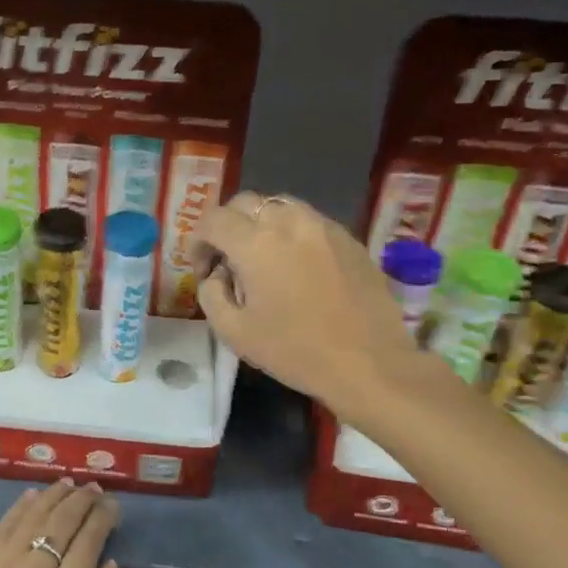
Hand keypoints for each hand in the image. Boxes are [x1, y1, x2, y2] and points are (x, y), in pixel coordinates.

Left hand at [0, 480, 120, 567]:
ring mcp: (3, 565)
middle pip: (62, 523)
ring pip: (34, 517)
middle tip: (95, 489)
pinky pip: (4, 526)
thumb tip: (112, 564)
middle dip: (82, 501)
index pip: (88, 543)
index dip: (102, 518)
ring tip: (70, 484)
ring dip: (54, 496)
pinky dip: (21, 507)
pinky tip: (34, 495)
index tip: (113, 505)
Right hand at [192, 191, 429, 414]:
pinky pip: (309, 221)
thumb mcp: (233, 332)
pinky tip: (296, 266)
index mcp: (255, 244)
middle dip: (227, 226)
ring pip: (280, 205)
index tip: (203, 269)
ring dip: (261, 224)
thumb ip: (211, 294)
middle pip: (245, 203)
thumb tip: (217, 274)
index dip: (198, 241)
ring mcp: (323, 226)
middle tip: (227, 260)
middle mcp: (289, 222)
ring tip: (263, 258)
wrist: (369, 364)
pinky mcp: (349, 238)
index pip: (213, 220)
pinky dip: (292, 233)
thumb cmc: (294, 351)